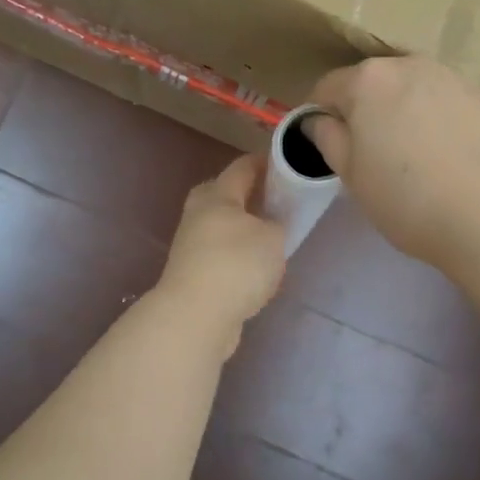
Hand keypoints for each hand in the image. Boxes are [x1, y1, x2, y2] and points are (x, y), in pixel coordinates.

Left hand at [157, 154, 286, 327]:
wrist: (196, 316)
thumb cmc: (237, 265)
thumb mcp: (273, 237)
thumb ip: (278, 224)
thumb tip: (271, 225)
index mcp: (217, 195)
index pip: (243, 167)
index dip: (266, 162)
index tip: (288, 163)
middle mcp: (198, 213)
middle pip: (226, 194)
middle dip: (250, 195)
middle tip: (279, 202)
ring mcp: (191, 244)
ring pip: (223, 226)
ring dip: (244, 228)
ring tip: (273, 239)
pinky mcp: (192, 272)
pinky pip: (221, 254)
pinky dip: (238, 256)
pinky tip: (256, 270)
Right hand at [304, 57, 479, 271]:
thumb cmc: (406, 198)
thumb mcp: (351, 174)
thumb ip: (326, 137)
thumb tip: (317, 119)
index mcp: (368, 79)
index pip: (327, 87)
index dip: (321, 116)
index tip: (327, 146)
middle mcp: (409, 65)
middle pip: (372, 83)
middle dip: (364, 110)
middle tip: (371, 153)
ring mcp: (452, 77)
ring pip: (411, 89)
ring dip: (402, 111)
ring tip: (412, 154)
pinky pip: (445, 101)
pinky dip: (437, 119)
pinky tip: (446, 156)